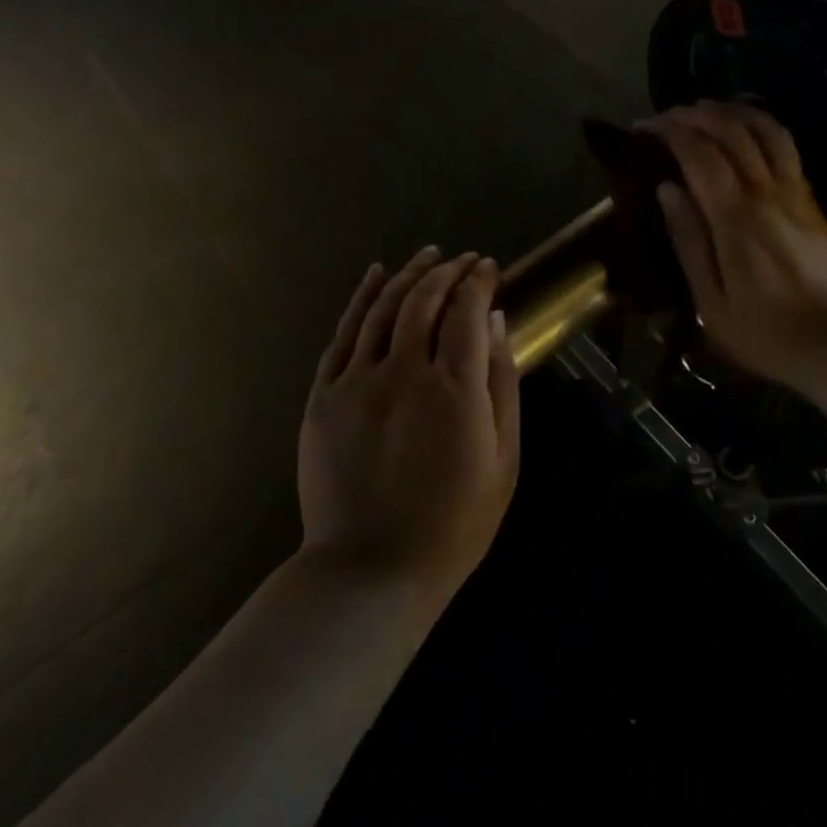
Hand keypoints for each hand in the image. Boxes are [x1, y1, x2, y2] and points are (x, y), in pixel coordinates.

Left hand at [298, 248, 519, 598]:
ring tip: (427, 256)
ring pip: (383, 307)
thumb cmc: (454, 523)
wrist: (372, 570)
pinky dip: (361, 298)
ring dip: (408, 275)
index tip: (488, 267)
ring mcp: (357, 381)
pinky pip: (344, 333)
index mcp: (453, 388)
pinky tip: (375, 276)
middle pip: (425, 300)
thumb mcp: (502, 459)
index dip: (479, 282)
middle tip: (462, 260)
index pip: (467, 311)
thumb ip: (501, 384)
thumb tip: (495, 322)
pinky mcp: (325, 395)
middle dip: (447, 272)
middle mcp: (403, 371)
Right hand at [649, 102, 826, 395]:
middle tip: (667, 118)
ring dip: (732, 111)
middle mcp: (767, 193)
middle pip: (733, 130)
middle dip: (695, 114)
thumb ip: (689, 241)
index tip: (643, 128)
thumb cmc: (770, 334)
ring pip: (766, 130)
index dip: (669, 132)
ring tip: (704, 110)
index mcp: (736, 217)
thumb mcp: (713, 303)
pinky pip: (786, 147)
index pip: (700, 153)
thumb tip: (666, 189)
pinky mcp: (814, 202)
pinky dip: (760, 126)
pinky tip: (746, 130)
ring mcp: (796, 193)